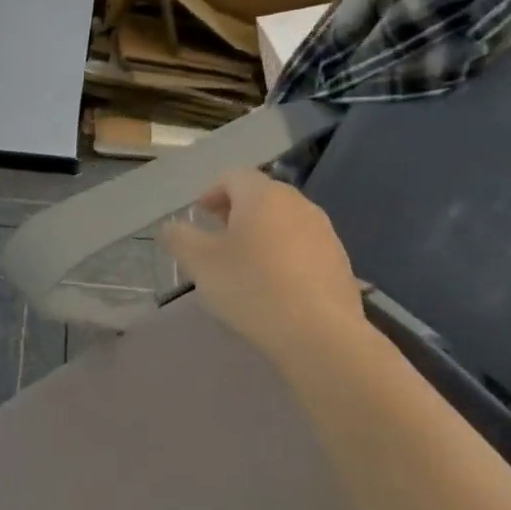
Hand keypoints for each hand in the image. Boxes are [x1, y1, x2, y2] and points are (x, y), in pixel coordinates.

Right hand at [161, 169, 364, 366]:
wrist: (318, 332)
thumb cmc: (251, 287)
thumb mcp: (200, 264)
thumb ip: (180, 239)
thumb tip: (170, 227)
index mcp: (263, 196)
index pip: (234, 176)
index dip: (212, 192)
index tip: (200, 216)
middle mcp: (298, 204)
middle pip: (262, 196)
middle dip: (237, 212)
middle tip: (218, 238)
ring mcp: (324, 232)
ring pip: (285, 222)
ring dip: (263, 234)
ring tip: (246, 265)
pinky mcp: (340, 261)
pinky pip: (304, 247)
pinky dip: (285, 256)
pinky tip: (275, 286)